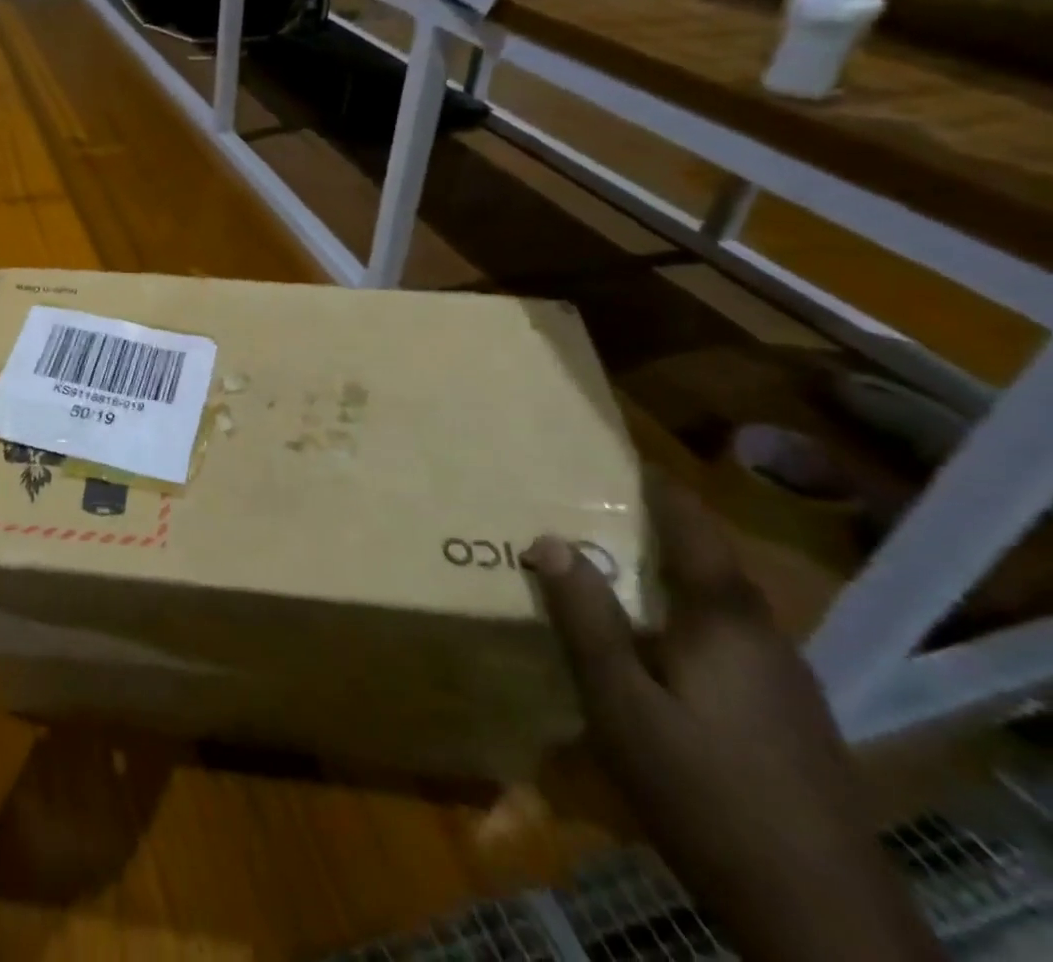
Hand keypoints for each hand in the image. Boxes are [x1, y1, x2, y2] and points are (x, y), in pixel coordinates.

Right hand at [525, 484, 942, 961]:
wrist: (818, 916)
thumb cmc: (703, 789)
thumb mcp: (620, 701)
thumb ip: (585, 616)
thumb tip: (548, 538)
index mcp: (724, 615)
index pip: (689, 520)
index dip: (650, 480)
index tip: (602, 451)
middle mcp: (761, 631)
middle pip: (697, 558)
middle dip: (639, 529)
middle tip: (573, 511)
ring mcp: (778, 676)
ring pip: (707, 602)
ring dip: (654, 577)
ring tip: (594, 570)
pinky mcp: (780, 714)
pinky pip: (717, 639)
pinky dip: (672, 619)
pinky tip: (638, 647)